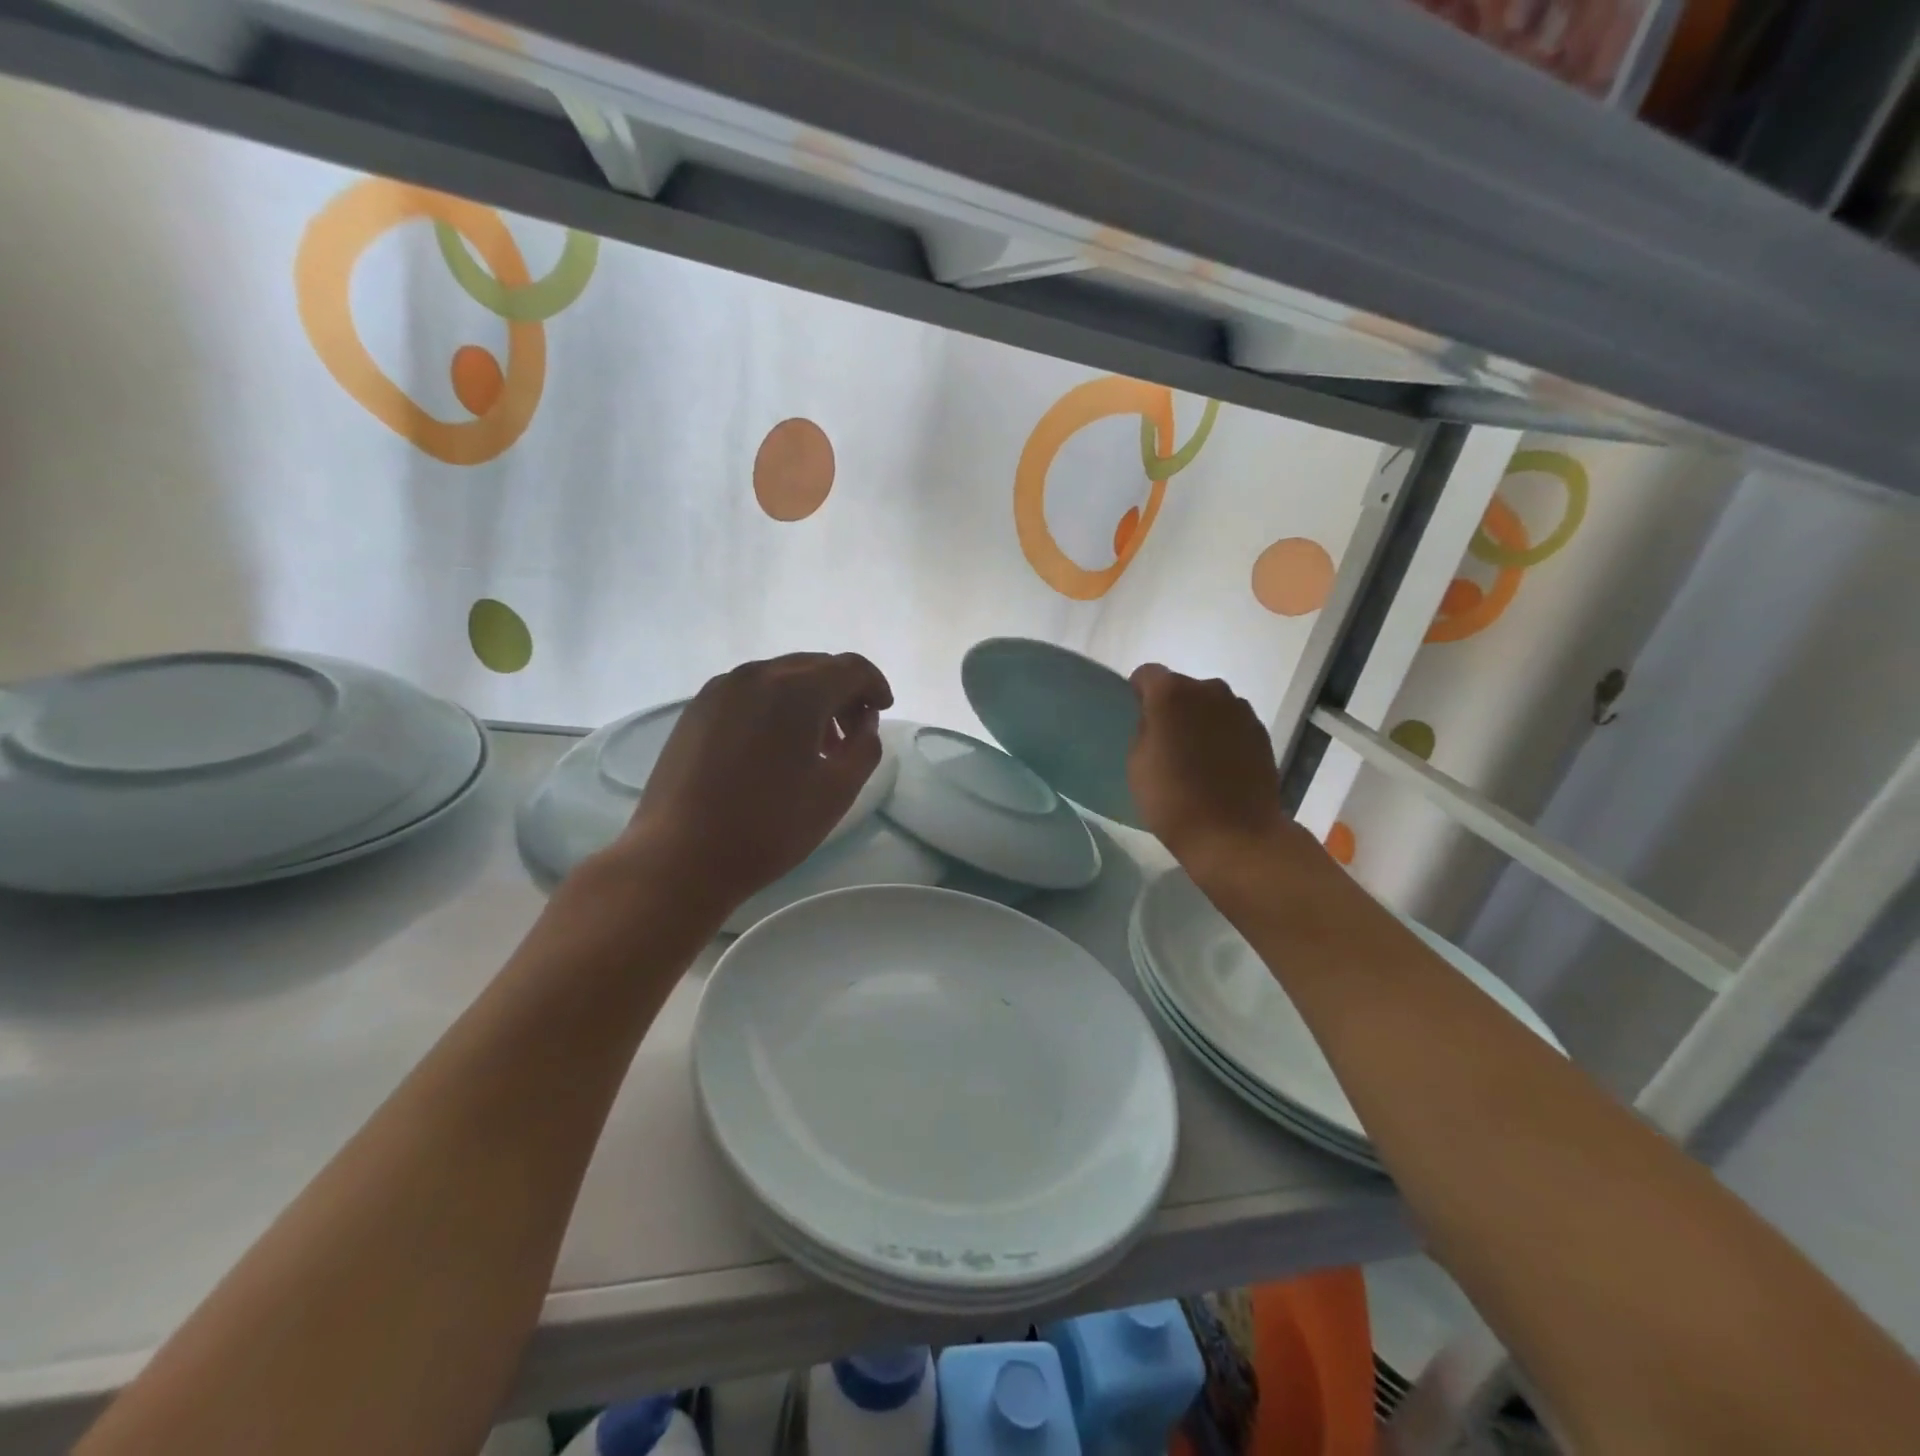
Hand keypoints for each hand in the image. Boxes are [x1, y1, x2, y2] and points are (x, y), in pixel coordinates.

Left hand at [605, 652, 892, 918]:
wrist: (679, 857)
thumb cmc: (768, 827)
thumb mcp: (837, 791)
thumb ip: (865, 747)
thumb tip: (864, 723)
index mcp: (795, 690)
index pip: (850, 668)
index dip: (875, 685)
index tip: (883, 711)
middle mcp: (756, 675)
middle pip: (815, 667)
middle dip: (842, 693)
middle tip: (852, 735)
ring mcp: (720, 690)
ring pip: (780, 678)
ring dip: (809, 700)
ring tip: (815, 747)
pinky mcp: (696, 710)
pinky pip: (750, 693)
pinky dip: (775, 707)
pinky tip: (775, 748)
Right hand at [1127, 664, 1290, 868]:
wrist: (1235, 834)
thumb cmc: (1172, 799)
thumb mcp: (1137, 763)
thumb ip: (1145, 729)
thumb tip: (1157, 720)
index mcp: (1171, 693)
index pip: (1147, 674)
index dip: (1138, 692)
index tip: (1137, 718)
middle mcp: (1209, 690)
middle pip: (1182, 687)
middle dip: (1172, 707)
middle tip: (1166, 742)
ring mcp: (1240, 710)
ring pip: (1210, 705)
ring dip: (1200, 720)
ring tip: (1195, 757)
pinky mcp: (1260, 731)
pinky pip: (1231, 723)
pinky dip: (1223, 736)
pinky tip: (1218, 767)